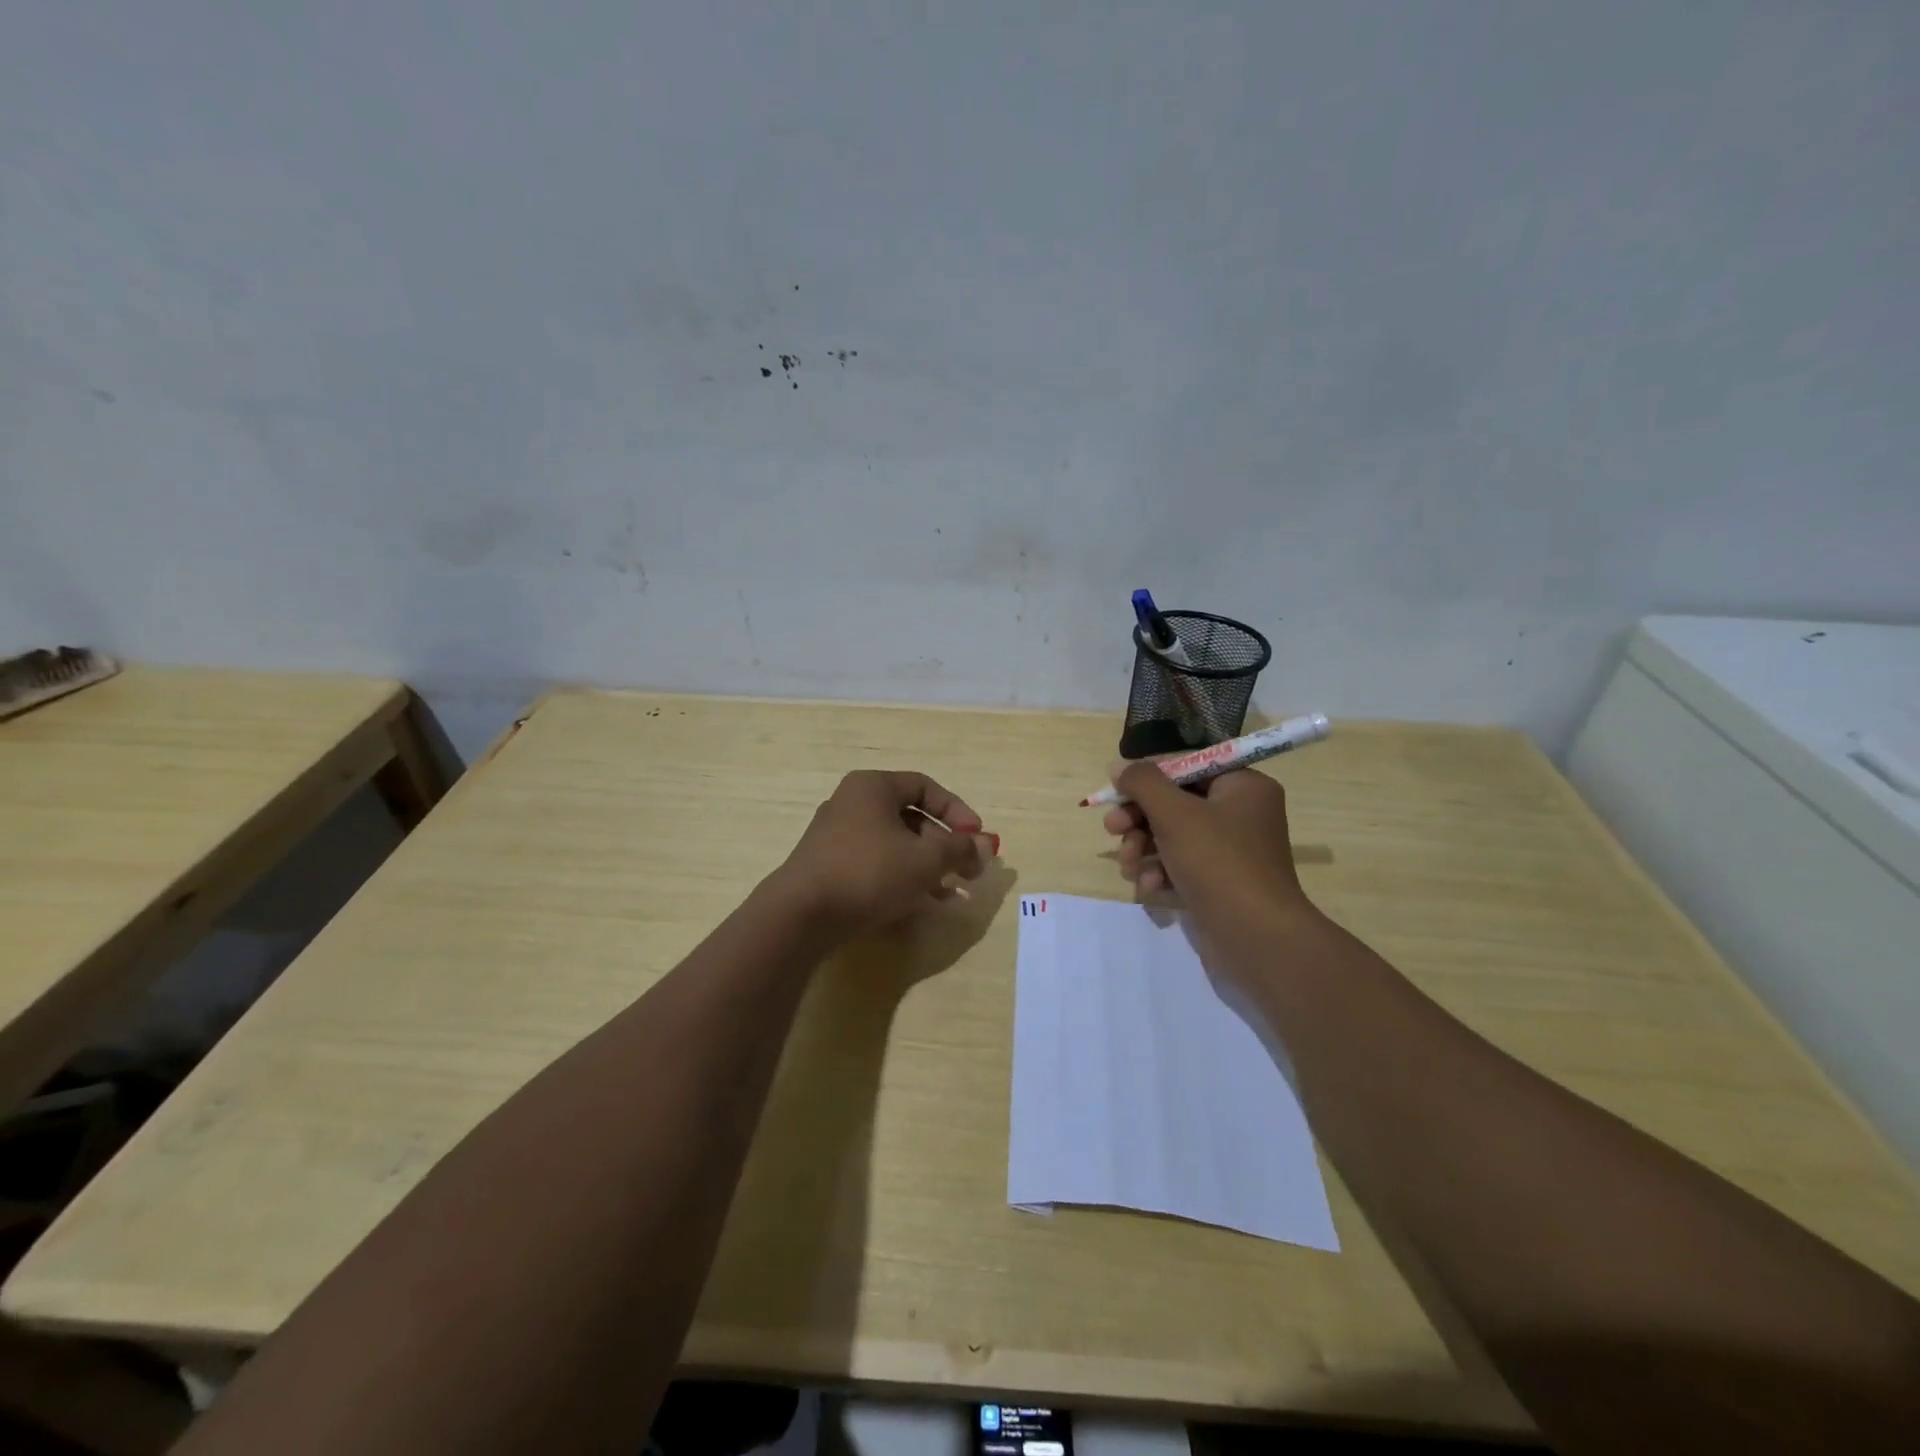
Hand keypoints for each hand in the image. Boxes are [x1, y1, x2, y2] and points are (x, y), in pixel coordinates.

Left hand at [774, 770, 997, 938]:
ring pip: (895, 845)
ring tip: (952, 893)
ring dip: (928, 866)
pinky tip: (924, 904)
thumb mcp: (925, 860)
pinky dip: (902, 878)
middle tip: (968, 871)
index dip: (957, 811)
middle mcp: (852, 803)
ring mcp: (837, 836)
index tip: (977, 839)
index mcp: (872, 787)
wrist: (801, 915)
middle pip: (911, 818)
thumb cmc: (868, 873)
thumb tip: (986, 845)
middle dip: (945, 846)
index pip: (925, 787)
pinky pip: (876, 864)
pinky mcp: (830, 866)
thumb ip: (959, 849)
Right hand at [1102, 762, 1312, 924]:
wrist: (1257, 939)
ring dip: (1143, 847)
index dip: (1146, 777)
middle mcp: (1241, 814)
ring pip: (1172, 836)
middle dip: (1139, 818)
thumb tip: (1119, 766)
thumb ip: (1142, 783)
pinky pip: (1181, 866)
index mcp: (1243, 786)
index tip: (1114, 791)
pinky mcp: (1220, 883)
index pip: (1185, 767)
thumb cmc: (1218, 863)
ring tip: (1129, 866)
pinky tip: (1150, 887)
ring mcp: (1231, 851)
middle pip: (1175, 802)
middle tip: (1112, 829)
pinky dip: (1161, 872)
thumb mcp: (1174, 814)